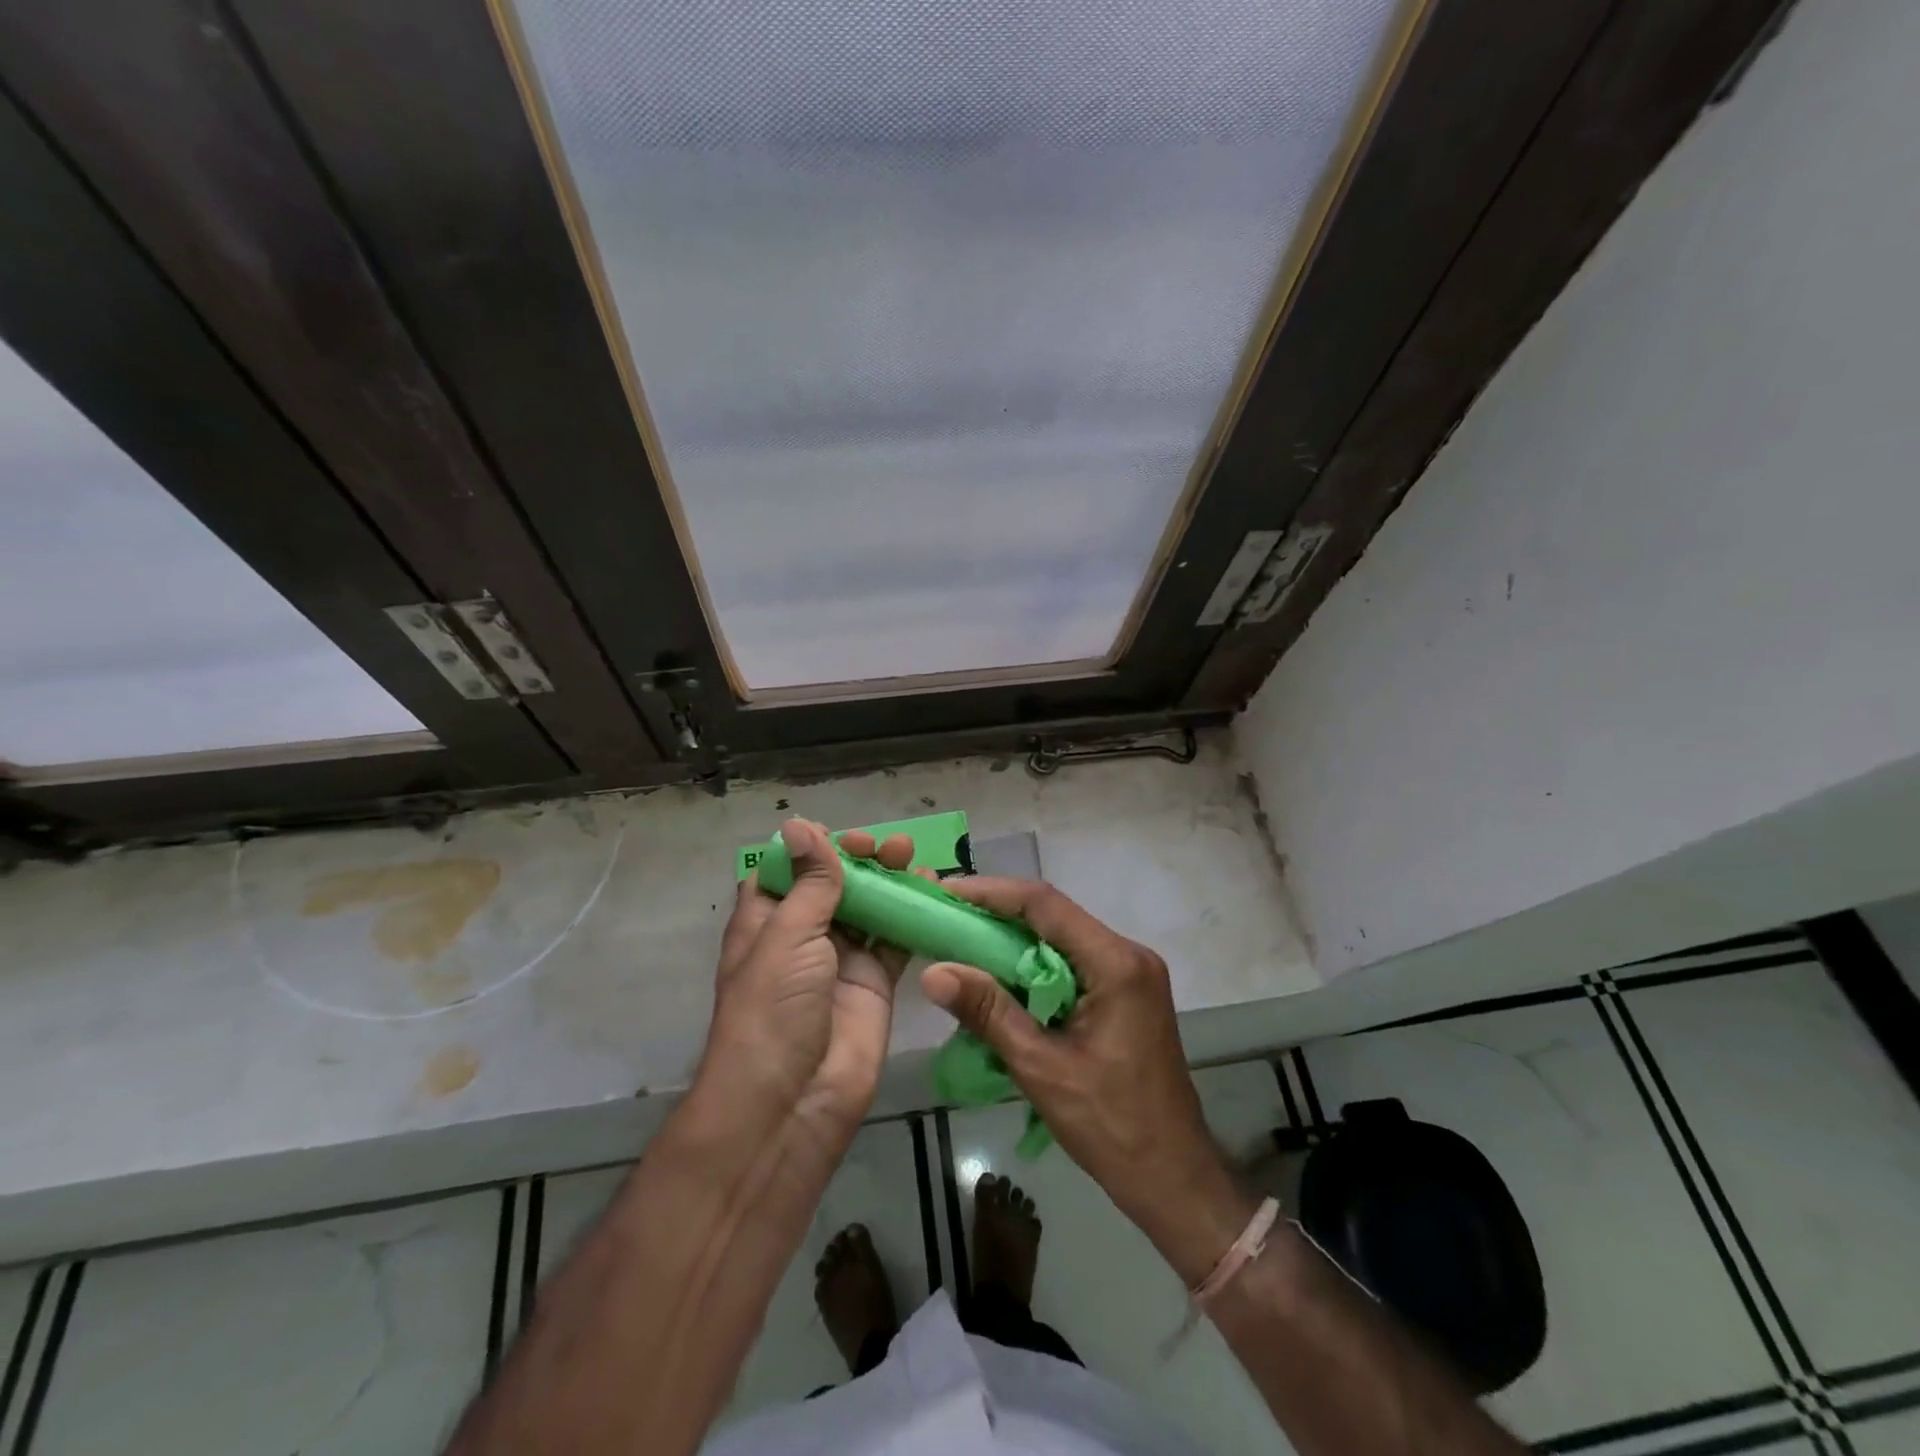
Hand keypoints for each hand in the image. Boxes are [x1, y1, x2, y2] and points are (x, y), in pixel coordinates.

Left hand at [697, 819, 915, 1175]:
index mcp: (766, 919)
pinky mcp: (876, 982)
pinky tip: (932, 890)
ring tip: (911, 857)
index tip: (840, 834)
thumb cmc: (774, 1010)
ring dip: (889, 879)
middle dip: (859, 859)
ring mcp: (841, 958)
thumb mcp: (786, 936)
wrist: (793, 1103)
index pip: (788, 870)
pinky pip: (897, 938)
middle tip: (884, 848)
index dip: (812, 847)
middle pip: (833, 883)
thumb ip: (810, 882)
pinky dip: (914, 914)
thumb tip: (801, 824)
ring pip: (869, 906)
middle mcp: (802, 934)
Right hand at [920, 879, 1256, 1281]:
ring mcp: (1132, 974)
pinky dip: (1034, 965)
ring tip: (961, 941)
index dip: (991, 892)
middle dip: (998, 913)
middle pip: (1054, 916)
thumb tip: (933, 972)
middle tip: (946, 916)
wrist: (1174, 1179)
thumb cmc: (1112, 1126)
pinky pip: (1073, 963)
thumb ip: (989, 1013)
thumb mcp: (1042, 1068)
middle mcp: (1128, 955)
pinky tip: (1000, 977)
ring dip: (1014, 939)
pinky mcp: (1127, 994)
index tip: (946, 892)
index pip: (1046, 905)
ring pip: (1062, 939)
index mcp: (1116, 963)